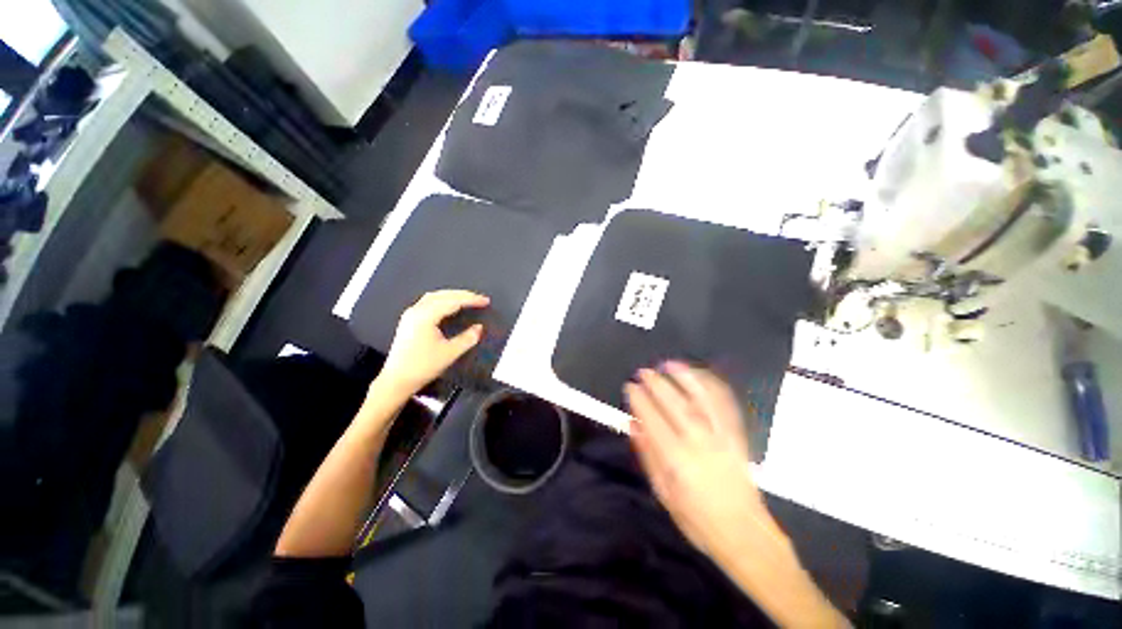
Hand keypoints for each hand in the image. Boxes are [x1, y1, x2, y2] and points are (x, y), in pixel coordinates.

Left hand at [379, 290, 489, 394]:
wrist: (397, 380)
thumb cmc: (423, 367)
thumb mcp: (450, 353)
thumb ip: (467, 338)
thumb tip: (479, 328)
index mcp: (426, 316)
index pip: (452, 301)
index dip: (471, 300)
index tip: (485, 301)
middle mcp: (416, 311)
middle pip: (443, 295)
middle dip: (463, 295)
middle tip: (479, 299)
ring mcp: (411, 315)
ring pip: (434, 296)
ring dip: (452, 295)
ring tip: (467, 299)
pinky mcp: (409, 320)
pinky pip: (428, 302)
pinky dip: (443, 300)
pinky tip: (449, 305)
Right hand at [625, 362, 782, 562]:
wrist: (742, 531)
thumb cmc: (696, 516)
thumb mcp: (663, 492)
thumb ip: (647, 455)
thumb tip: (632, 423)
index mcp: (678, 460)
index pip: (653, 420)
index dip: (640, 400)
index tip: (630, 386)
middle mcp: (700, 443)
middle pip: (676, 405)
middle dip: (657, 384)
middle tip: (644, 371)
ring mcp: (722, 437)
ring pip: (703, 399)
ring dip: (685, 377)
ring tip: (669, 364)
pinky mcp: (737, 435)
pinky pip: (725, 404)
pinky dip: (712, 386)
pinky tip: (700, 375)